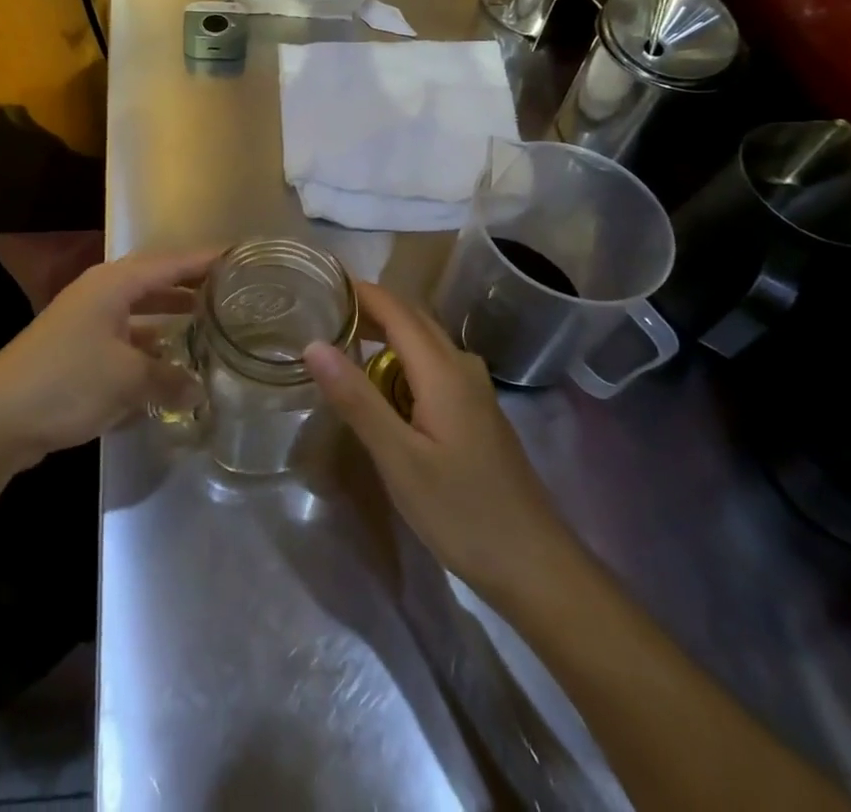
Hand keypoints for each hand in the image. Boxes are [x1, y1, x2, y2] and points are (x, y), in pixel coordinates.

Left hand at [0, 248, 217, 471]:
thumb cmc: (67, 381)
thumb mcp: (127, 379)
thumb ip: (169, 379)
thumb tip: (199, 390)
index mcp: (113, 284)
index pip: (170, 262)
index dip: (205, 259)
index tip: (240, 256)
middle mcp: (100, 293)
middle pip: (155, 282)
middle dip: (190, 286)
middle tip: (230, 292)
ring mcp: (85, 321)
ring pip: (139, 311)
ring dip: (169, 317)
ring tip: (207, 324)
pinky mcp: (76, 350)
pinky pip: (125, 337)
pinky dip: (148, 345)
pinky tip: (168, 363)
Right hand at [304, 280, 572, 596]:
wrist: (537, 567)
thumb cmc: (463, 513)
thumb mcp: (398, 459)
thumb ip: (356, 399)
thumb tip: (314, 344)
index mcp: (442, 370)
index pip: (396, 309)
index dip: (360, 291)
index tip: (321, 283)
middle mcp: (462, 367)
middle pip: (413, 318)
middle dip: (370, 307)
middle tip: (323, 311)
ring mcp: (475, 391)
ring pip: (425, 342)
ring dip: (386, 332)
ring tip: (344, 341)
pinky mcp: (477, 413)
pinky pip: (434, 365)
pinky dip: (402, 358)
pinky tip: (384, 384)